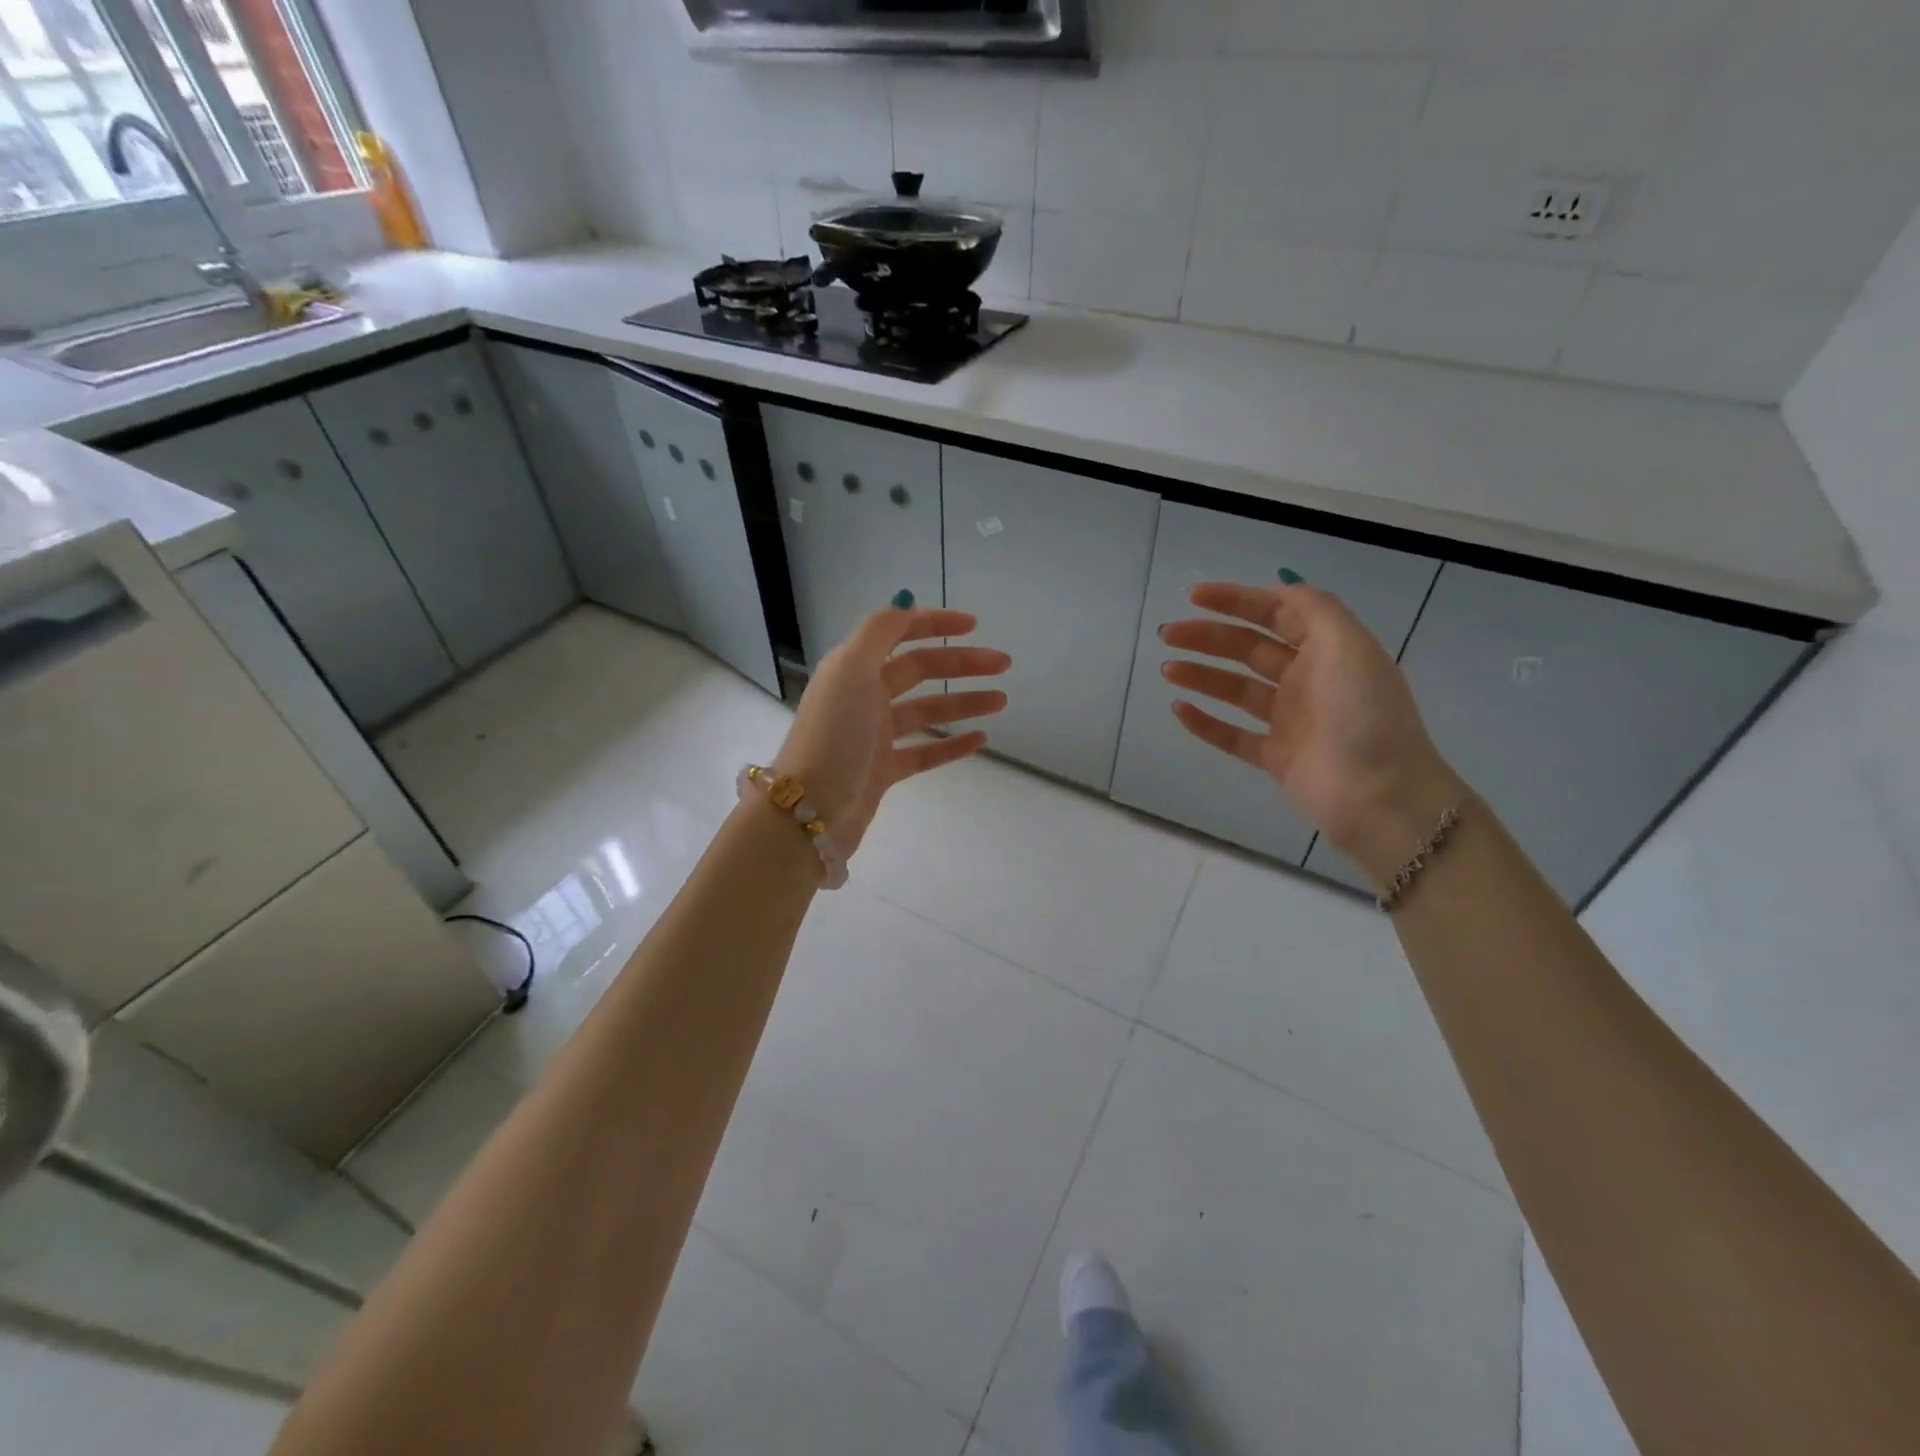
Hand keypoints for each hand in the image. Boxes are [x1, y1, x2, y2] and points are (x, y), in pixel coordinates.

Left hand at [772, 605, 1010, 855]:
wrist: (810, 811)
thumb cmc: (833, 736)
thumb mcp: (851, 671)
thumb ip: (879, 632)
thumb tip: (905, 601)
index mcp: (854, 667)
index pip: (899, 633)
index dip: (935, 624)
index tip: (974, 626)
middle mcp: (863, 696)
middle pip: (920, 670)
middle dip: (961, 664)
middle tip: (1003, 665)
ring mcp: (874, 735)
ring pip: (927, 710)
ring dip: (963, 701)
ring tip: (1001, 700)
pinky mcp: (883, 770)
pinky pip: (925, 751)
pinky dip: (952, 744)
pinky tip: (981, 740)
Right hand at [1159, 578, 1465, 881]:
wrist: (1380, 796)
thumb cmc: (1365, 715)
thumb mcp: (1349, 646)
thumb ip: (1315, 609)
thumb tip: (1283, 584)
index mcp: (1328, 650)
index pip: (1276, 613)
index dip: (1236, 601)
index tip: (1194, 597)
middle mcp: (1308, 680)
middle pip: (1248, 649)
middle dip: (1208, 636)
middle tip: (1167, 634)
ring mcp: (1290, 720)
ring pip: (1236, 690)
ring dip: (1201, 675)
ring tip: (1167, 669)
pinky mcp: (1276, 757)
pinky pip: (1232, 735)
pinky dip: (1205, 723)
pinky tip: (1179, 709)